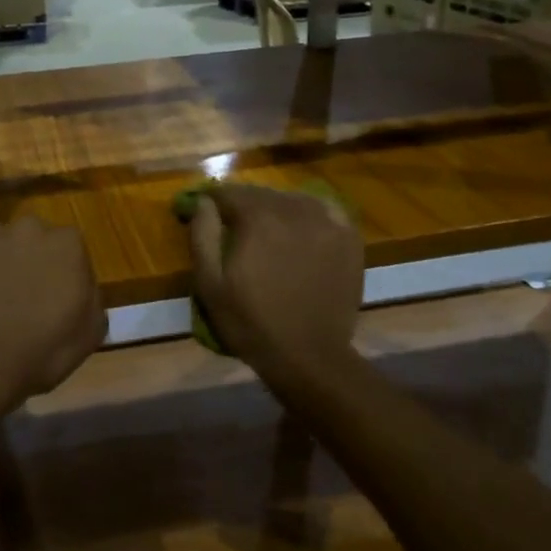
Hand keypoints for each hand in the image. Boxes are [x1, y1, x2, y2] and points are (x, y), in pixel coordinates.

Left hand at [0, 218, 106, 420]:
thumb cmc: (40, 350)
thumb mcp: (89, 334)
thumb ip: (92, 299)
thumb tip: (83, 289)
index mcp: (68, 244)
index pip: (72, 250)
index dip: (64, 274)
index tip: (56, 298)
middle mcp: (31, 228)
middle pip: (35, 239)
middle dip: (31, 260)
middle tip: (23, 296)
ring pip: (0, 243)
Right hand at [187, 184, 363, 383]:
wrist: (309, 357)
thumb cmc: (251, 322)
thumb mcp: (210, 284)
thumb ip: (202, 234)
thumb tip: (203, 201)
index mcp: (258, 218)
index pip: (228, 193)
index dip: (211, 201)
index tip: (203, 211)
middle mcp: (293, 210)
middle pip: (261, 194)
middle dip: (242, 205)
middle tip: (234, 226)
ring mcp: (326, 222)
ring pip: (292, 200)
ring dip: (275, 208)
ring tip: (267, 230)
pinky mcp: (348, 239)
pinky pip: (325, 210)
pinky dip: (309, 213)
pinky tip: (302, 228)